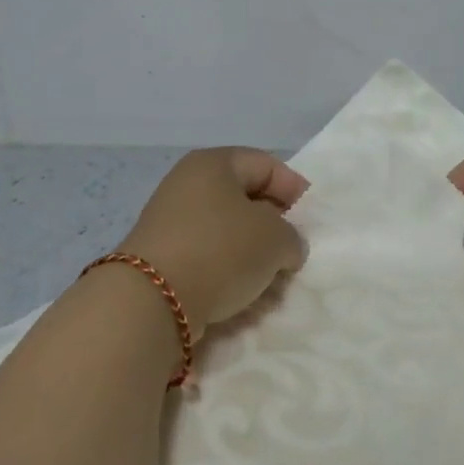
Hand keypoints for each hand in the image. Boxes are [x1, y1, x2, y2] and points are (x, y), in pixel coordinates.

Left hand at [119, 148, 307, 338]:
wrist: (152, 301)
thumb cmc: (220, 251)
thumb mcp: (274, 239)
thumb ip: (290, 236)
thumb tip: (284, 246)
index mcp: (213, 163)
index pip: (265, 164)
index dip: (293, 189)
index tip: (311, 220)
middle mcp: (187, 183)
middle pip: (243, 196)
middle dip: (272, 223)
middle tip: (292, 250)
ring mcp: (169, 219)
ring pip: (225, 229)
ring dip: (250, 251)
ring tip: (270, 277)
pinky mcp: (160, 255)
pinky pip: (205, 254)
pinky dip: (225, 269)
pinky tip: (240, 292)